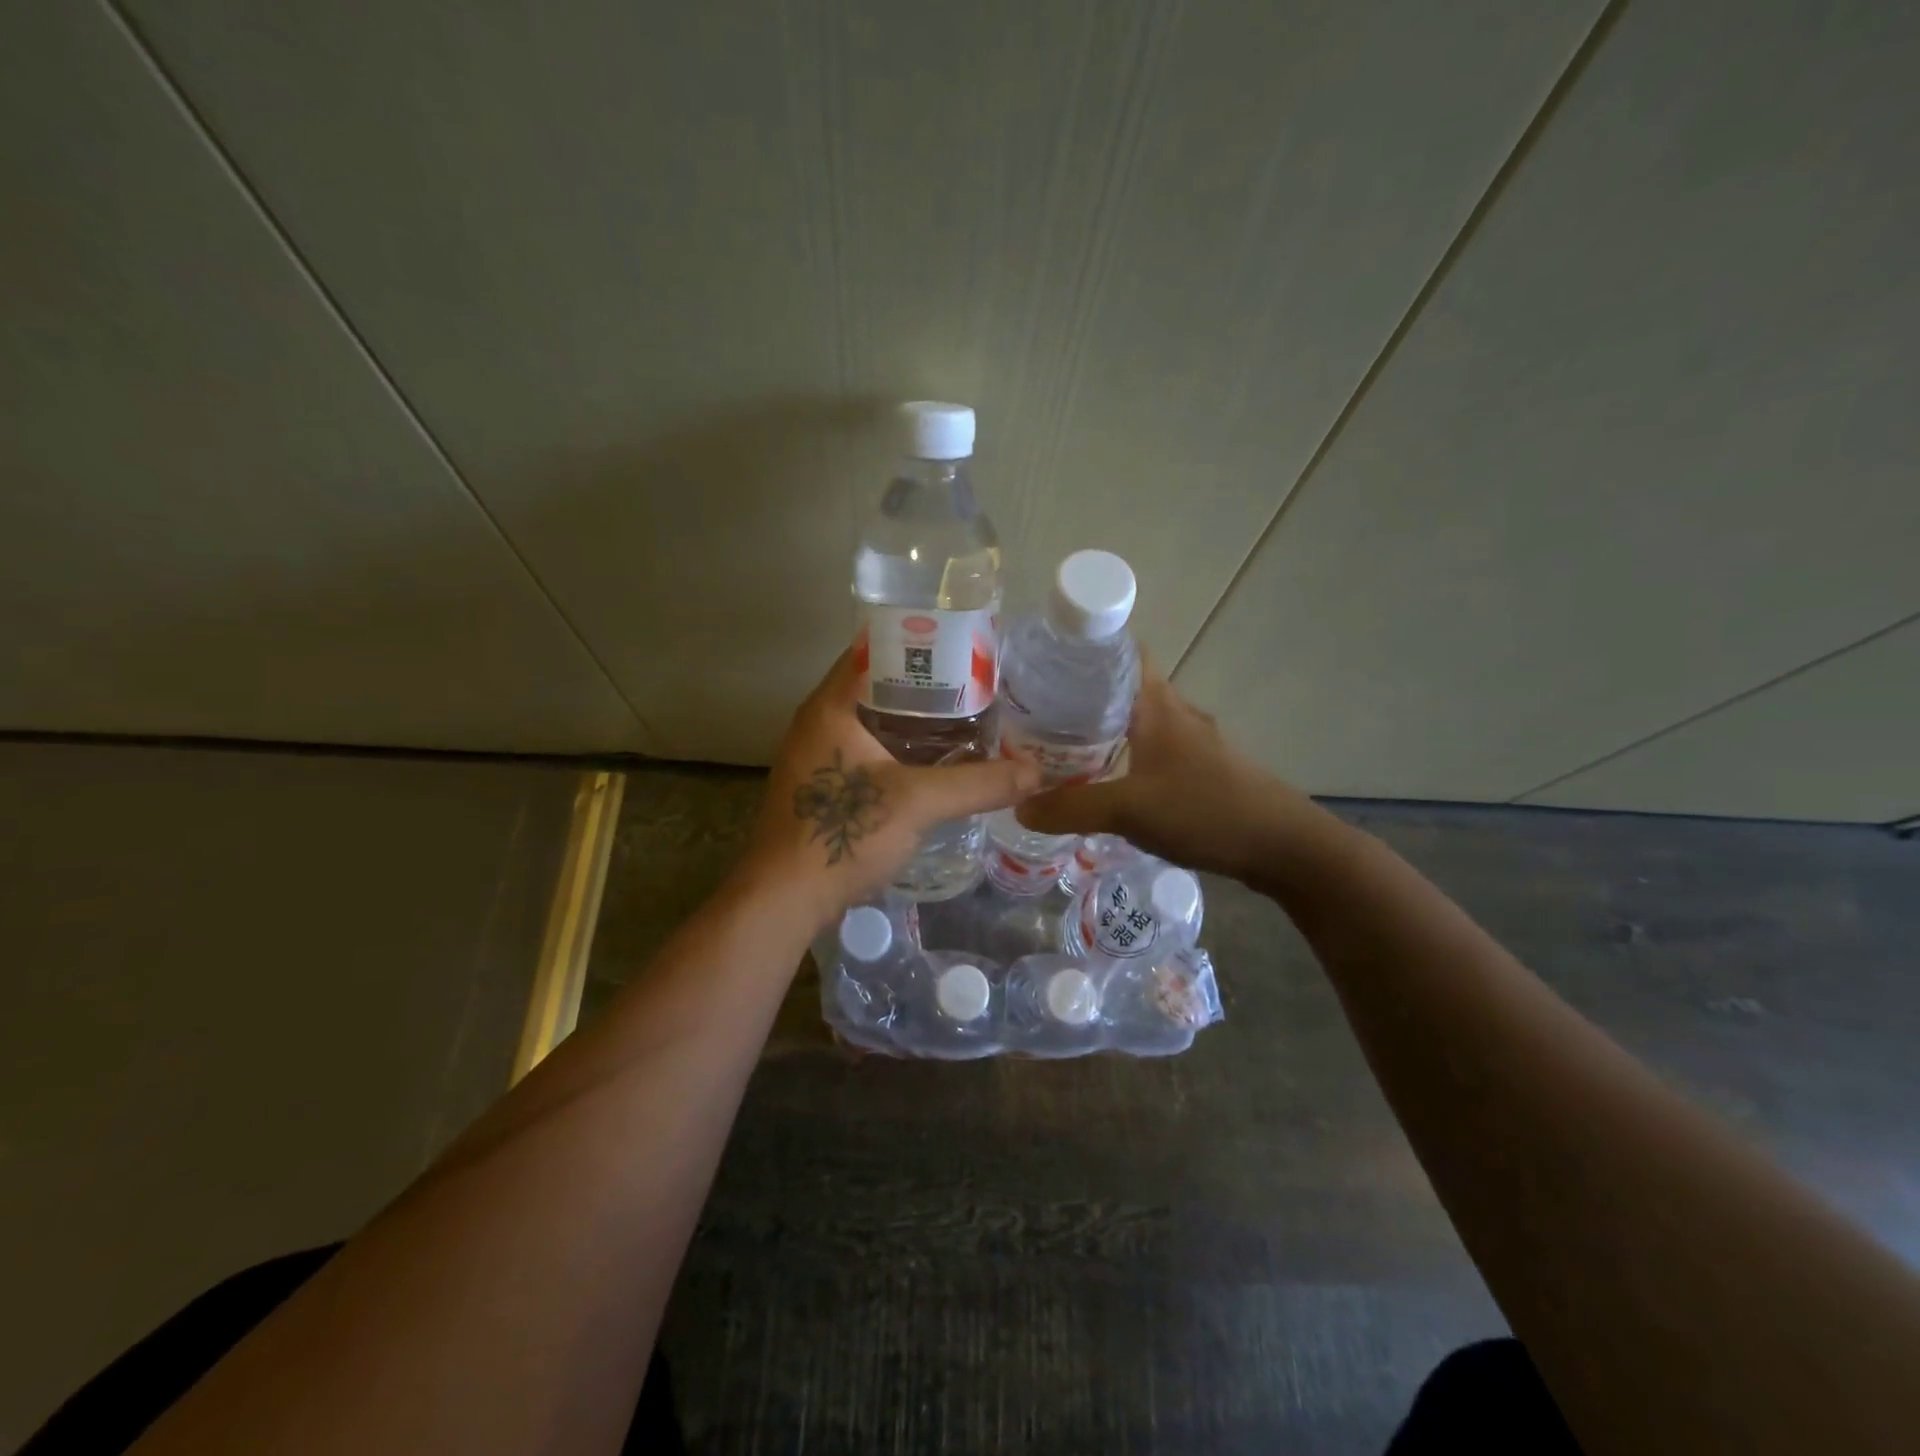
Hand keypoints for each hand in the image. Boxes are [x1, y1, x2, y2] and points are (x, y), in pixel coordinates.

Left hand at [737, 649, 1040, 927]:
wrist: (784, 899)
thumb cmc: (842, 833)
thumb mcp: (917, 802)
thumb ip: (978, 783)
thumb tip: (1037, 772)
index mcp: (831, 706)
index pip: (874, 650)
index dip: (919, 642)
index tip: (964, 647)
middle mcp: (819, 722)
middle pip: (878, 687)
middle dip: (926, 687)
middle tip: (977, 687)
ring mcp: (818, 757)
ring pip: (874, 723)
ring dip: (915, 722)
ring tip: (966, 721)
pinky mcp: (823, 787)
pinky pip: (868, 753)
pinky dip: (901, 751)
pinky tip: (935, 765)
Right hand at [1015, 666, 1321, 884]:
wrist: (1283, 846)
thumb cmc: (1204, 810)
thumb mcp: (1128, 810)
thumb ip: (1070, 807)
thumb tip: (1018, 806)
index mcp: (1157, 705)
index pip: (1121, 653)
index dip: (1085, 651)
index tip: (1045, 663)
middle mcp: (1177, 714)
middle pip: (1125, 689)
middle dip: (1084, 696)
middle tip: (1039, 714)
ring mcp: (1195, 743)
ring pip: (1141, 722)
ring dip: (1107, 729)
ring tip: (1064, 748)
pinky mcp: (1205, 770)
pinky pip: (1155, 751)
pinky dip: (1128, 756)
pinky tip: (1110, 783)